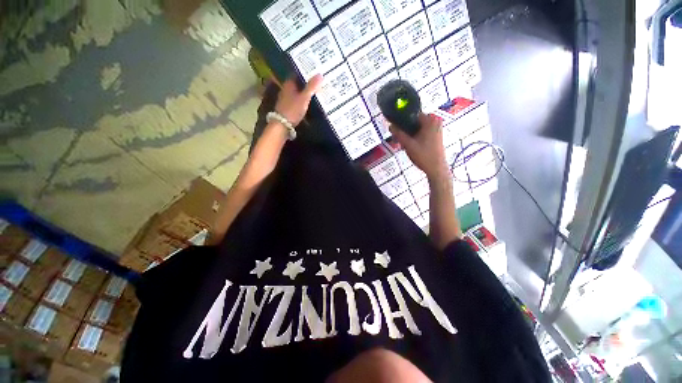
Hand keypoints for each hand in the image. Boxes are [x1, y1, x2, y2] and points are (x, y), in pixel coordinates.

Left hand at [274, 74, 322, 126]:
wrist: (282, 125)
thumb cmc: (293, 109)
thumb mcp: (304, 98)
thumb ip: (311, 87)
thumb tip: (320, 74)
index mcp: (289, 84)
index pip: (296, 74)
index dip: (304, 72)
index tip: (314, 71)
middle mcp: (285, 90)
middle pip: (296, 84)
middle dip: (305, 83)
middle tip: (316, 82)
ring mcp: (285, 99)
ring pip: (296, 93)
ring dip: (303, 92)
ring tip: (314, 92)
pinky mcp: (287, 108)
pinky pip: (296, 101)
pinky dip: (301, 101)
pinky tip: (307, 103)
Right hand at [389, 113, 448, 179]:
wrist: (436, 169)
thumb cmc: (423, 156)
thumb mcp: (408, 144)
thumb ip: (399, 134)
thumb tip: (390, 125)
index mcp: (430, 120)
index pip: (412, 115)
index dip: (402, 122)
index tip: (395, 130)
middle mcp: (435, 121)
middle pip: (414, 122)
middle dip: (405, 130)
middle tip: (398, 140)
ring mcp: (437, 129)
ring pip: (418, 128)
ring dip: (409, 135)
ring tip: (403, 145)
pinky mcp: (436, 136)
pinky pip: (422, 133)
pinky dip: (415, 138)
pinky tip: (410, 146)